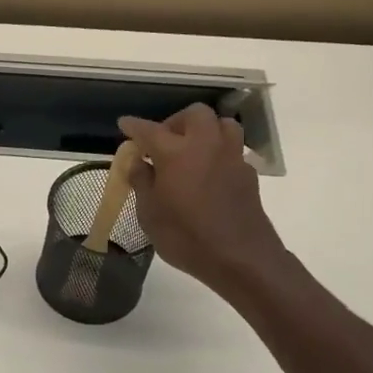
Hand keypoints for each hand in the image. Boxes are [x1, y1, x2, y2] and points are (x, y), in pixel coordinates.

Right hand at [118, 104, 287, 295]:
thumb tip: (138, 162)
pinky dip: (218, 152)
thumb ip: (142, 182)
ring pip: (221, 124)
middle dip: (176, 122)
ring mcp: (231, 157)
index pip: (150, 130)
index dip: (134, 126)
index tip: (124, 124)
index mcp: (176, 153)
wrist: (240, 258)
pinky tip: (208, 173)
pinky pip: (232, 149)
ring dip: (204, 129)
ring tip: (190, 150)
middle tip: (163, 142)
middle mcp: (206, 145)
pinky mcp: (248, 173)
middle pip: (195, 114)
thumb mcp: (150, 213)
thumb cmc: (186, 237)